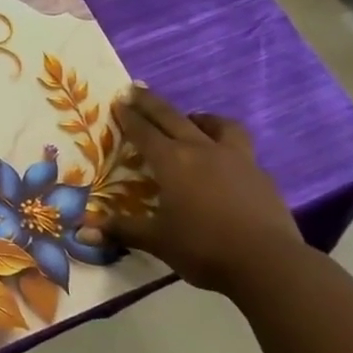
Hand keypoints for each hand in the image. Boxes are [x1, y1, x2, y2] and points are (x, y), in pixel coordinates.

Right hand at [110, 85, 302, 294]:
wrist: (269, 264)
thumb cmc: (203, 248)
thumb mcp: (157, 241)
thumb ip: (121, 230)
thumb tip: (82, 232)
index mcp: (172, 162)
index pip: (144, 131)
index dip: (129, 116)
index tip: (118, 100)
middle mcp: (202, 151)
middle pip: (173, 117)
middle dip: (151, 103)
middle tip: (136, 88)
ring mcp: (236, 159)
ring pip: (217, 125)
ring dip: (200, 118)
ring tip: (192, 120)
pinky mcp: (261, 175)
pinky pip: (240, 147)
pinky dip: (225, 144)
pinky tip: (223, 160)